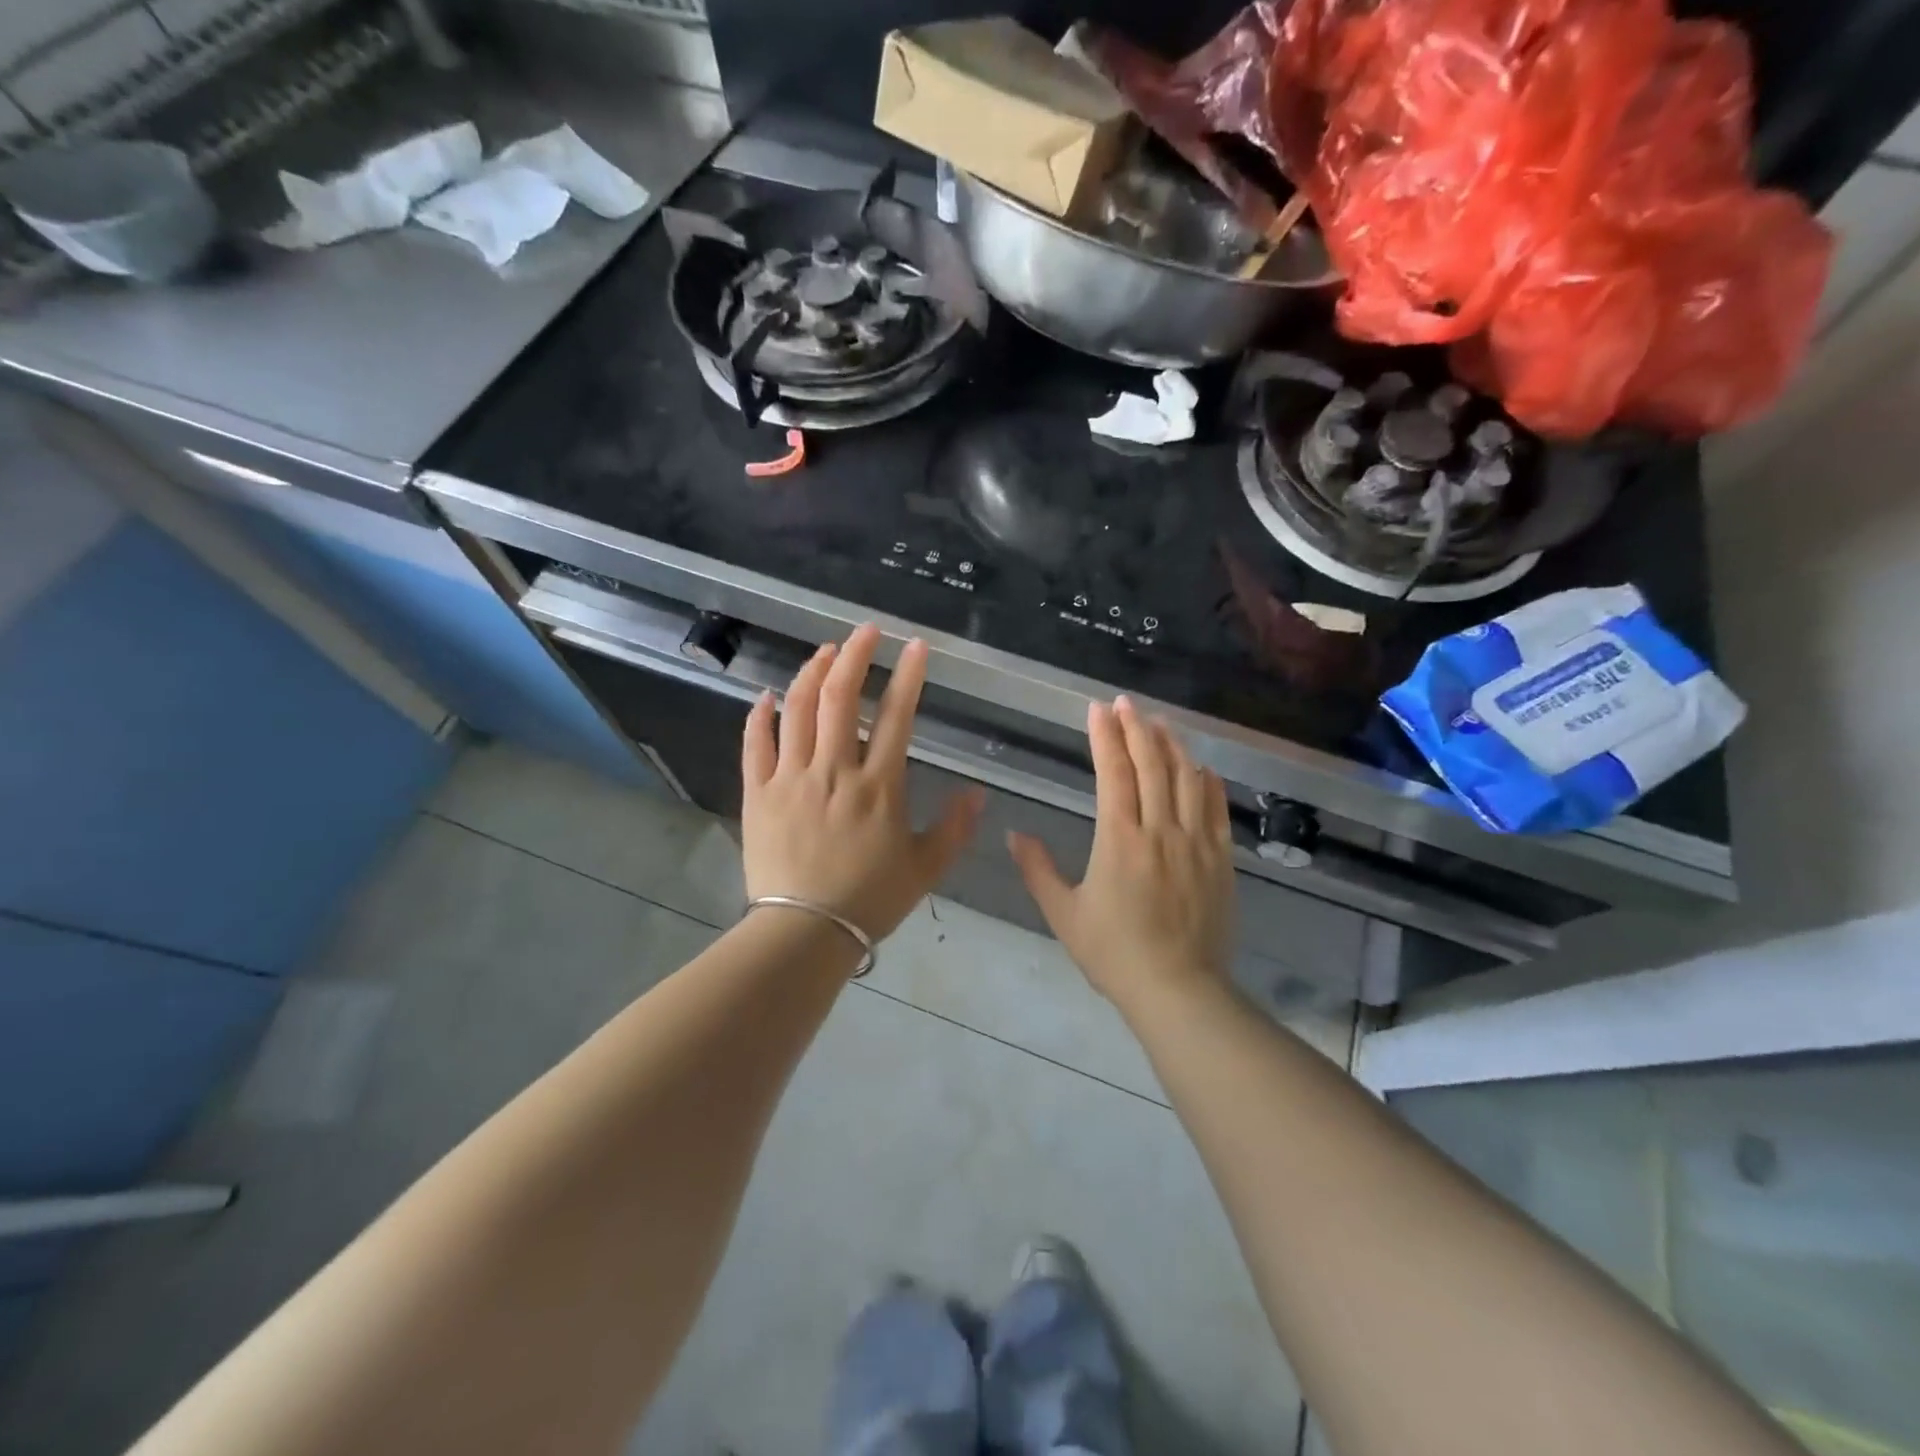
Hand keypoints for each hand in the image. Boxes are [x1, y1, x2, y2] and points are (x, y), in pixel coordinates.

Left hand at [742, 624, 983, 944]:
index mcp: (878, 786)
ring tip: (825, 651)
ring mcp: (790, 778)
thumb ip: (954, 827)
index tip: (916, 646)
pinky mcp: (757, 793)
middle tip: (866, 632)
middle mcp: (834, 770)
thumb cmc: (869, 900)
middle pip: (840, 698)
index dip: (908, 676)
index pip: (896, 716)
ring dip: (812, 673)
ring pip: (798, 710)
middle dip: (855, 656)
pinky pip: (755, 744)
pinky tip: (767, 694)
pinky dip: (760, 715)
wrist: (804, 932)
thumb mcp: (925, 868)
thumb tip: (978, 792)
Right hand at [1007, 697, 1235, 1009]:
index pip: (1114, 773)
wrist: (1177, 990)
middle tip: (1126, 703)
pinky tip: (1202, 768)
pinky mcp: (1220, 860)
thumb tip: (1013, 834)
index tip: (1098, 709)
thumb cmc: (1114, 953)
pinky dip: (1208, 783)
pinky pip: (1217, 810)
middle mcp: (1160, 830)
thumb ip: (1037, 869)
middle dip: (1137, 728)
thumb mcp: (1063, 914)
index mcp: (1119, 839)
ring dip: (1173, 746)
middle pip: (1152, 766)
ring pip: (1187, 780)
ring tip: (1161, 723)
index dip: (1105, 737)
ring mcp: (1196, 843)